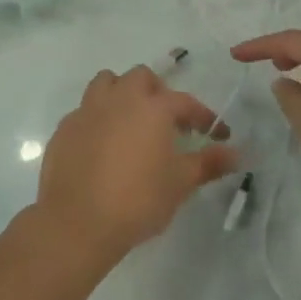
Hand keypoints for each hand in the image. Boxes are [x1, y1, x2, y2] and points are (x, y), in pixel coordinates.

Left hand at [34, 65, 239, 266]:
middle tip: (167, 121)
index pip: (185, 102)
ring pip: (106, 83)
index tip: (216, 134)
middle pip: (141, 77)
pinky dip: (97, 119)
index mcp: (152, 107)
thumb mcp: (180, 183)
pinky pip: (84, 111)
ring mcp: (87, 110)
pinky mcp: (64, 128)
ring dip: (121, 94)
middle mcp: (119, 99)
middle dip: (157, 92)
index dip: (203, 116)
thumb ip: (209, 163)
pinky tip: (102, 145)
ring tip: (131, 122)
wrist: (78, 222)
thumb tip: (236, 154)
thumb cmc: (138, 200)